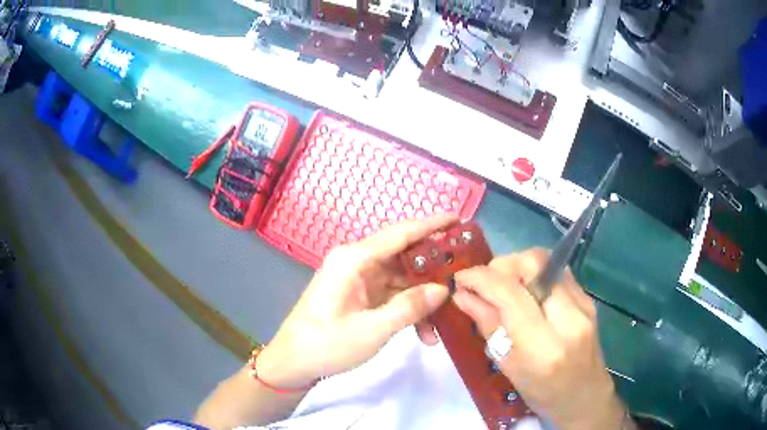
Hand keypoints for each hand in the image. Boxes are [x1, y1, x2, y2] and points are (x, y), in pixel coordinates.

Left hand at [257, 215, 456, 388]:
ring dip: (422, 299)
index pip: (399, 233)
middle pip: (403, 255)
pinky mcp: (360, 295)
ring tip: (446, 320)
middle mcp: (357, 262)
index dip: (431, 225)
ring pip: (401, 279)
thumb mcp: (373, 329)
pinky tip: (424, 334)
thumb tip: (441, 289)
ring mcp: (358, 279)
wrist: (294, 363)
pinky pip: (392, 295)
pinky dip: (408, 310)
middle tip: (462, 274)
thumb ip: (409, 307)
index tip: (458, 219)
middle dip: (433, 268)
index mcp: (354, 259)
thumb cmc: (327, 344)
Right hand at [453, 249, 626, 429]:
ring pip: (547, 261)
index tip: (461, 278)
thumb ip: (488, 326)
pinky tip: (527, 293)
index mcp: (544, 346)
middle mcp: (569, 318)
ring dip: (518, 267)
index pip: (510, 293)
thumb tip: (462, 295)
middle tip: (487, 283)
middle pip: (533, 263)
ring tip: (505, 287)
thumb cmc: (542, 393)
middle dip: (502, 265)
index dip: (481, 278)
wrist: (585, 396)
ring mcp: (584, 304)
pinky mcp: (588, 298)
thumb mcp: (508, 367)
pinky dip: (535, 274)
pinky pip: (556, 271)